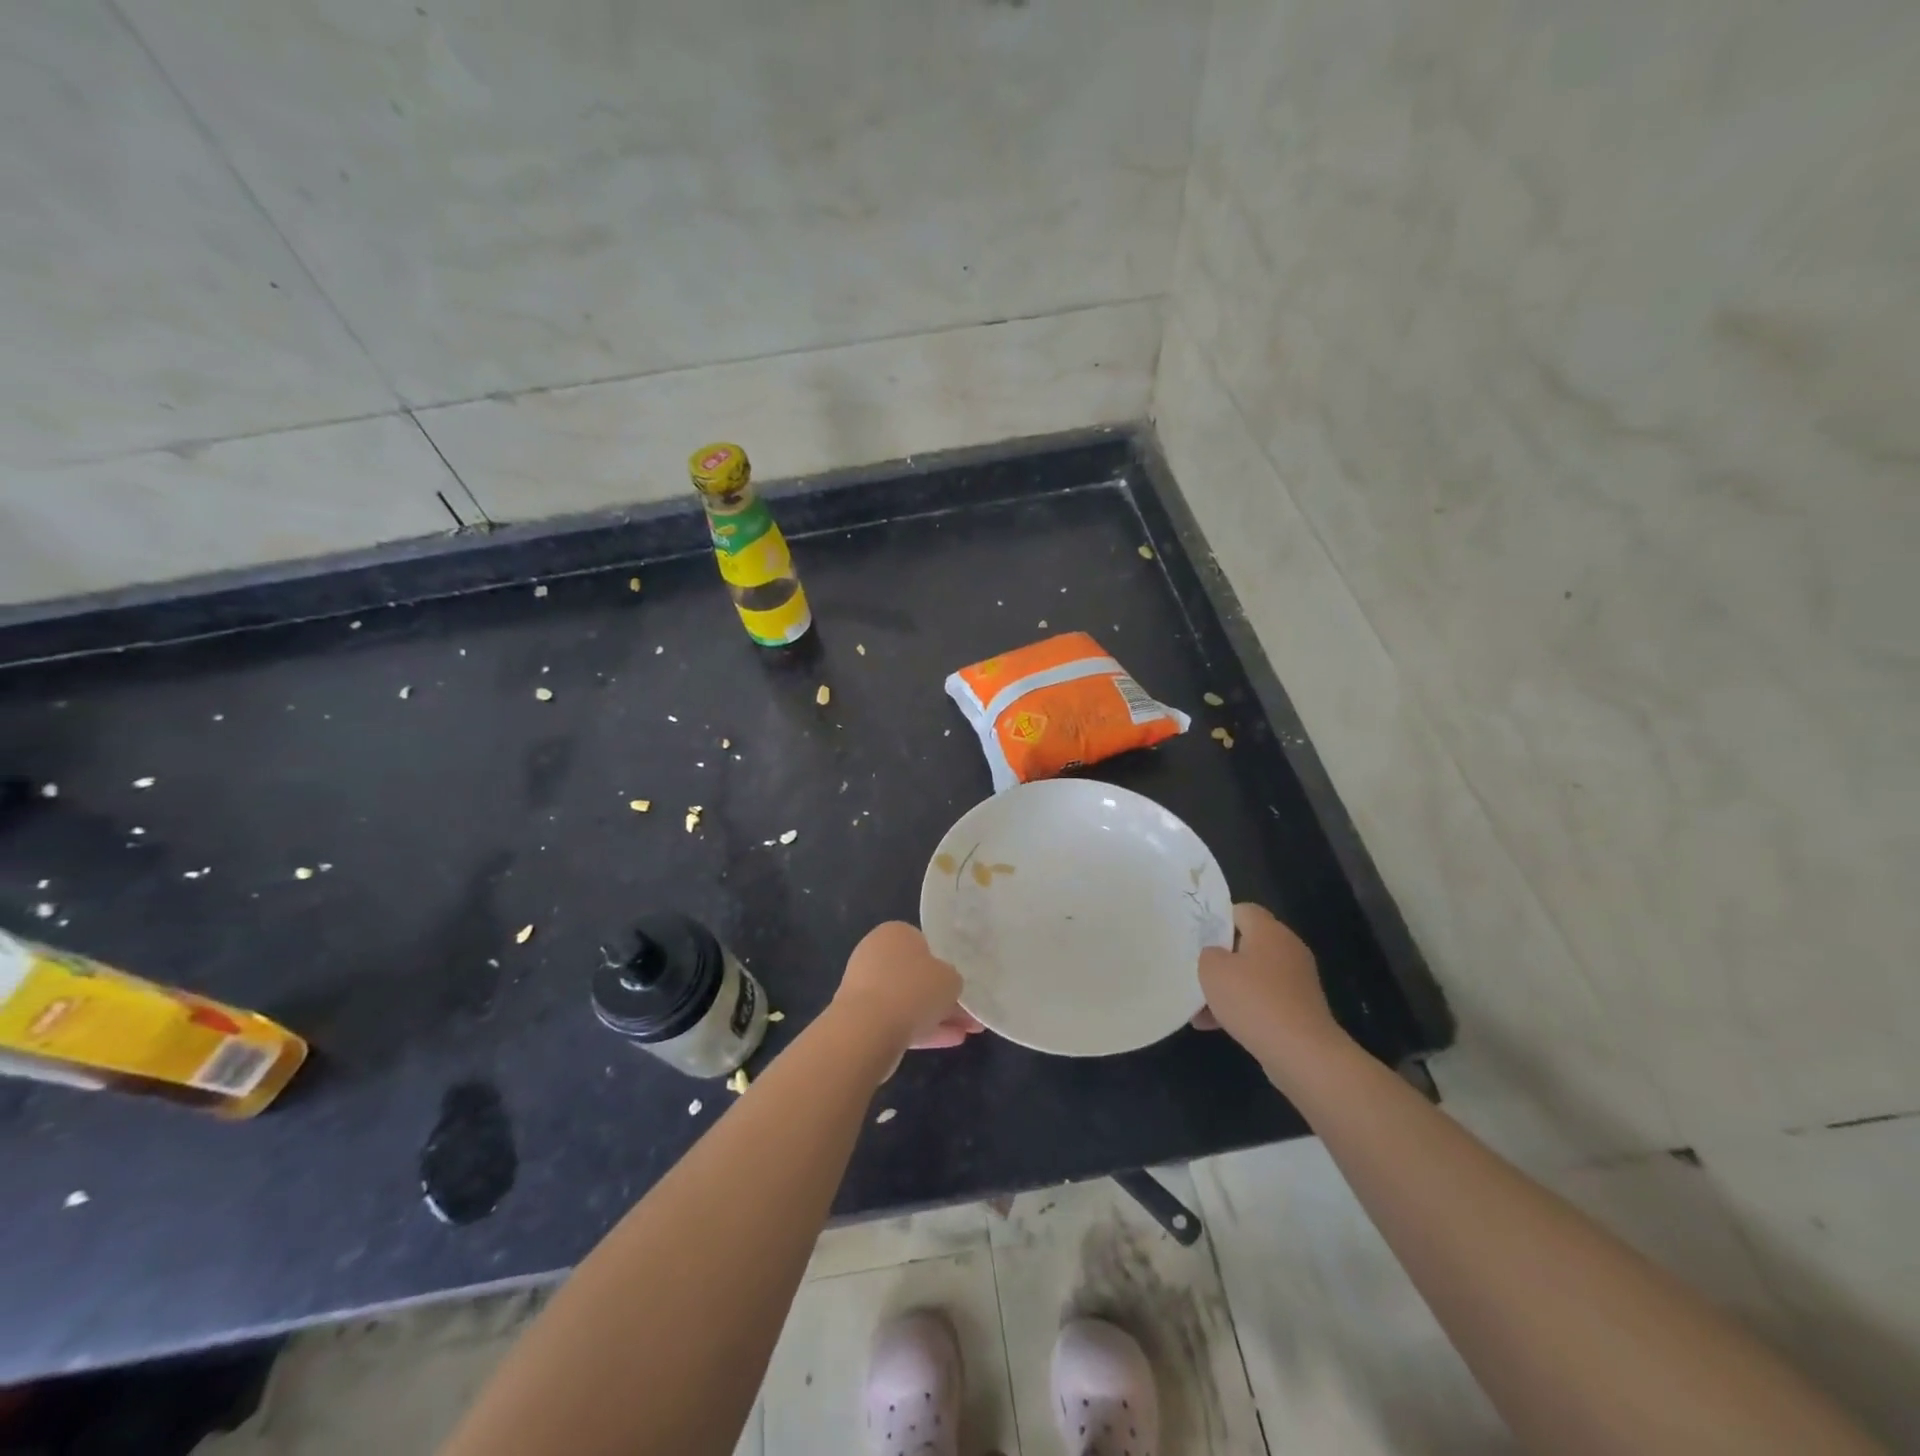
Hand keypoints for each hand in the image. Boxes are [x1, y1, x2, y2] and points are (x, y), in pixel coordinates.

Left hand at [833, 922, 983, 1052]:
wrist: (868, 1030)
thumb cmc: (914, 989)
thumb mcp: (950, 979)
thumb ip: (952, 979)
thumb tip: (946, 986)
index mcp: (895, 933)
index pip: (924, 944)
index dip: (944, 964)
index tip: (959, 984)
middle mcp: (876, 954)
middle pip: (917, 976)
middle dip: (944, 996)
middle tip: (969, 1014)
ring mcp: (866, 987)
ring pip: (909, 1001)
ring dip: (937, 1016)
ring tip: (968, 1032)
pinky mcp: (862, 1018)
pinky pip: (898, 1021)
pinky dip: (922, 1030)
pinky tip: (951, 1041)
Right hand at [1193, 904, 1343, 1069]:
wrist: (1302, 1053)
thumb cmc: (1253, 1000)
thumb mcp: (1212, 970)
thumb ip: (1207, 954)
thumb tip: (1216, 957)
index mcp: (1269, 931)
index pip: (1242, 910)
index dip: (1217, 920)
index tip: (1197, 939)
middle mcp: (1288, 949)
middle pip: (1247, 944)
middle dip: (1220, 960)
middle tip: (1196, 972)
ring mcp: (1297, 981)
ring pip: (1253, 976)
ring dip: (1228, 989)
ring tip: (1199, 1009)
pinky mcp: (1300, 1010)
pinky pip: (1264, 1000)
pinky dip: (1243, 1009)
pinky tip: (1216, 1027)